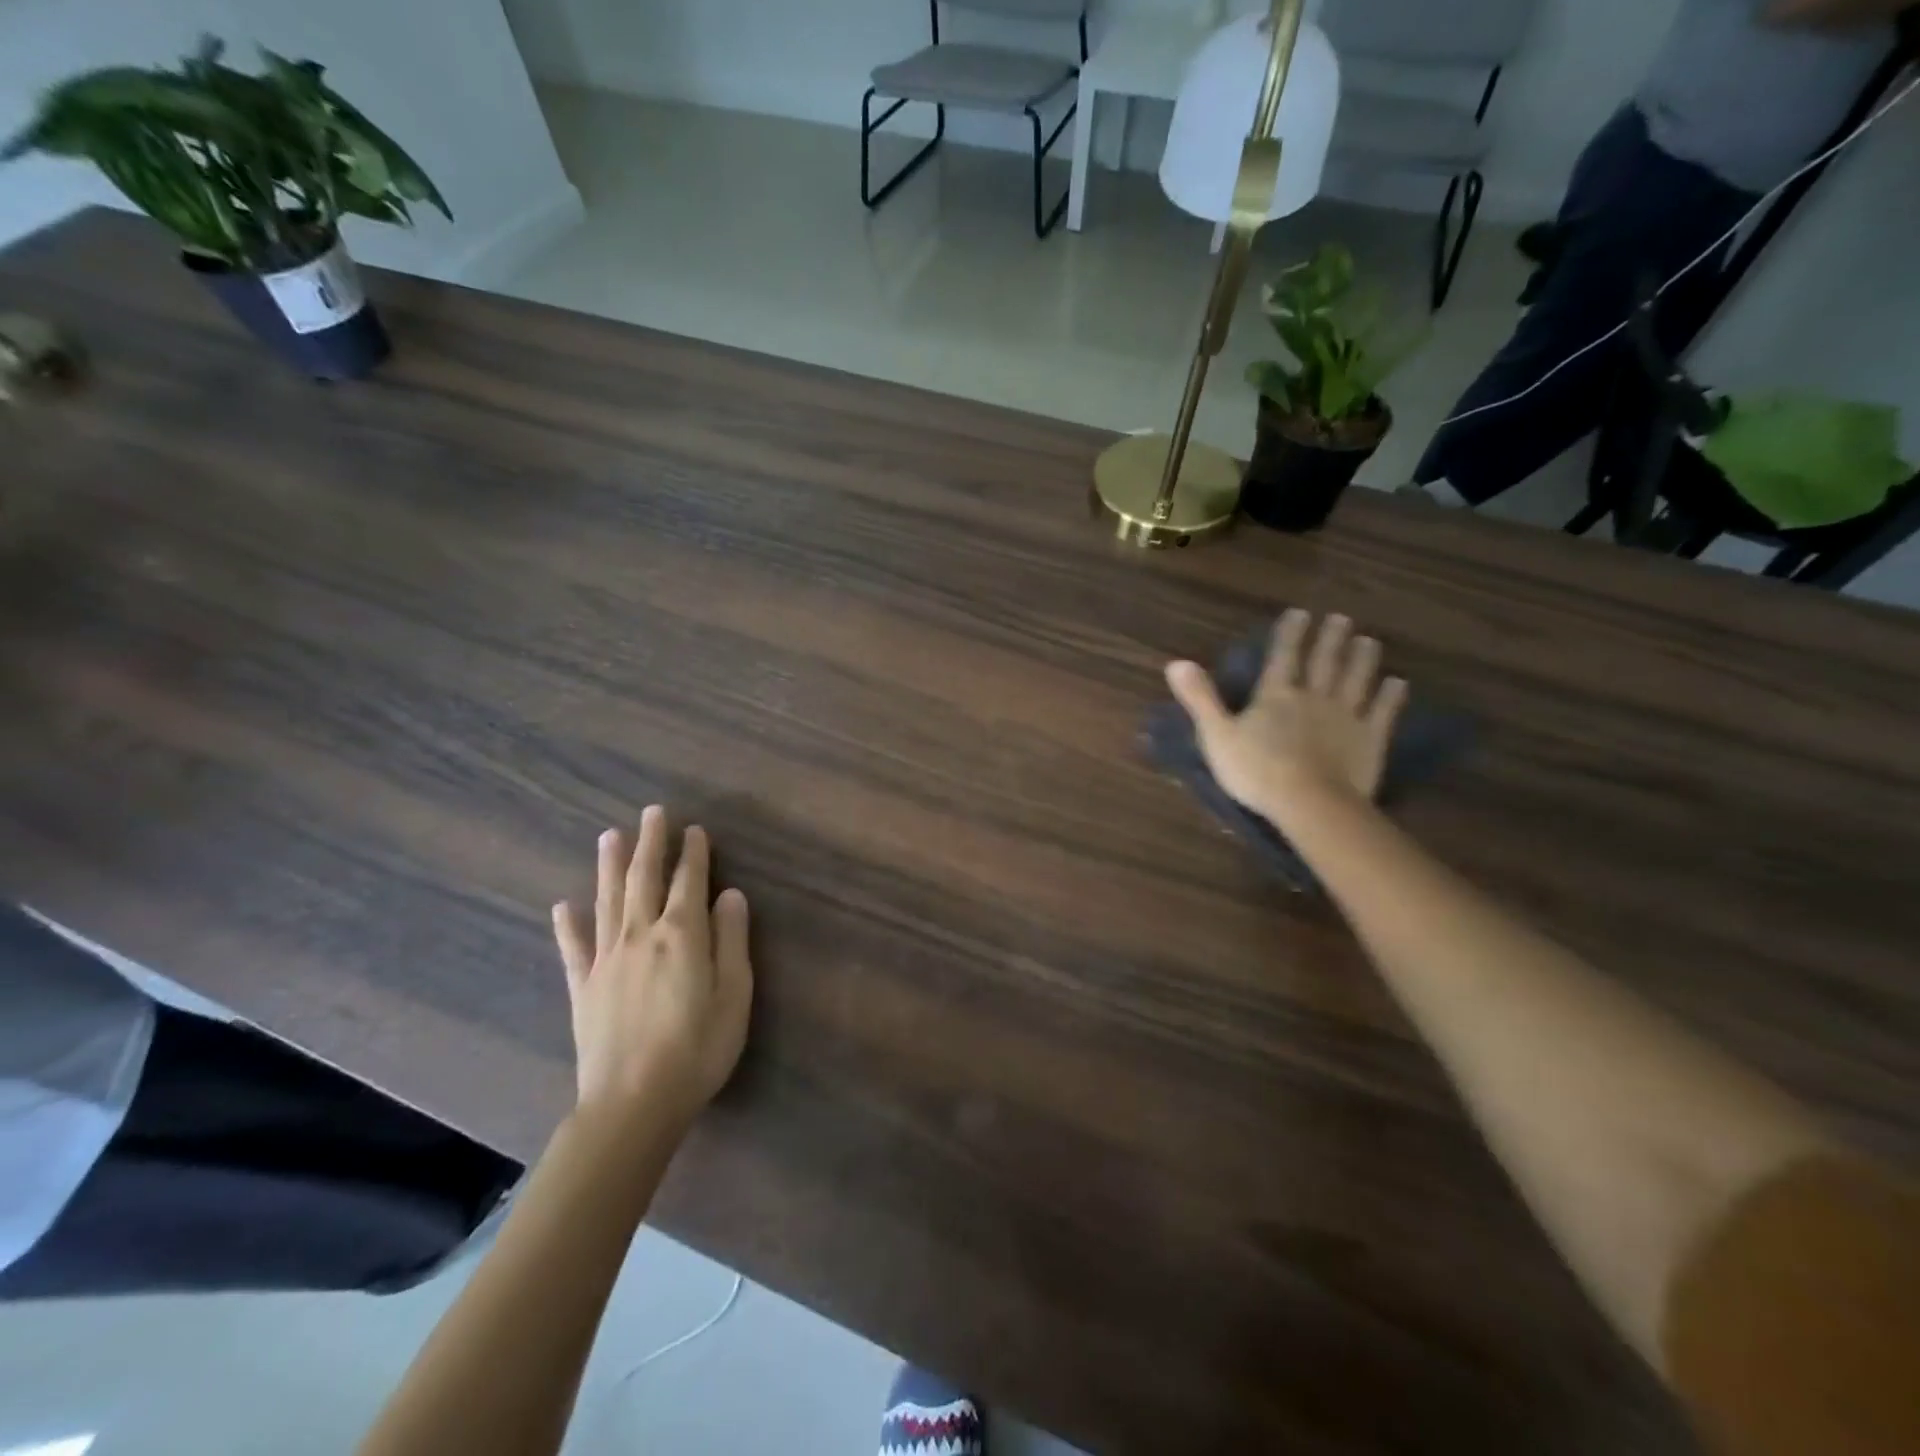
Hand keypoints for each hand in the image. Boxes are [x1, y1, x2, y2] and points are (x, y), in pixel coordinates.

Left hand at [552, 807, 752, 1129]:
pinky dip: (568, 924)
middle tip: (653, 812)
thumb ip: (732, 940)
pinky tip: (563, 905)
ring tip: (610, 835)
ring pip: (608, 901)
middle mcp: (640, 936)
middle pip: (645, 879)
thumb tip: (730, 894)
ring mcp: (606, 960)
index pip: (690, 882)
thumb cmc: (697, 1049)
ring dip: (610, 866)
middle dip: (651, 844)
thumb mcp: (734, 995)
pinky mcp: (584, 988)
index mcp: (682, 935)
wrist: (632, 1104)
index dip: (694, 853)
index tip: (695, 830)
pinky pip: (574, 948)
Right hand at [1166, 609, 1408, 825]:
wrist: (1309, 803)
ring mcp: (1345, 716)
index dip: (1290, 634)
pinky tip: (1397, 683)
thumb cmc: (1256, 771)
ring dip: (1362, 659)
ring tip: (1369, 640)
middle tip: (1341, 618)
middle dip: (1330, 638)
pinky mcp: (1370, 739)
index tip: (1300, 613)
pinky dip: (1390, 696)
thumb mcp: (1216, 735)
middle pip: (1324, 662)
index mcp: (1275, 696)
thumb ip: (1200, 698)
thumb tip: (1176, 662)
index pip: (1282, 657)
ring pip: (1356, 680)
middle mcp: (1313, 697)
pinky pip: (1382, 712)